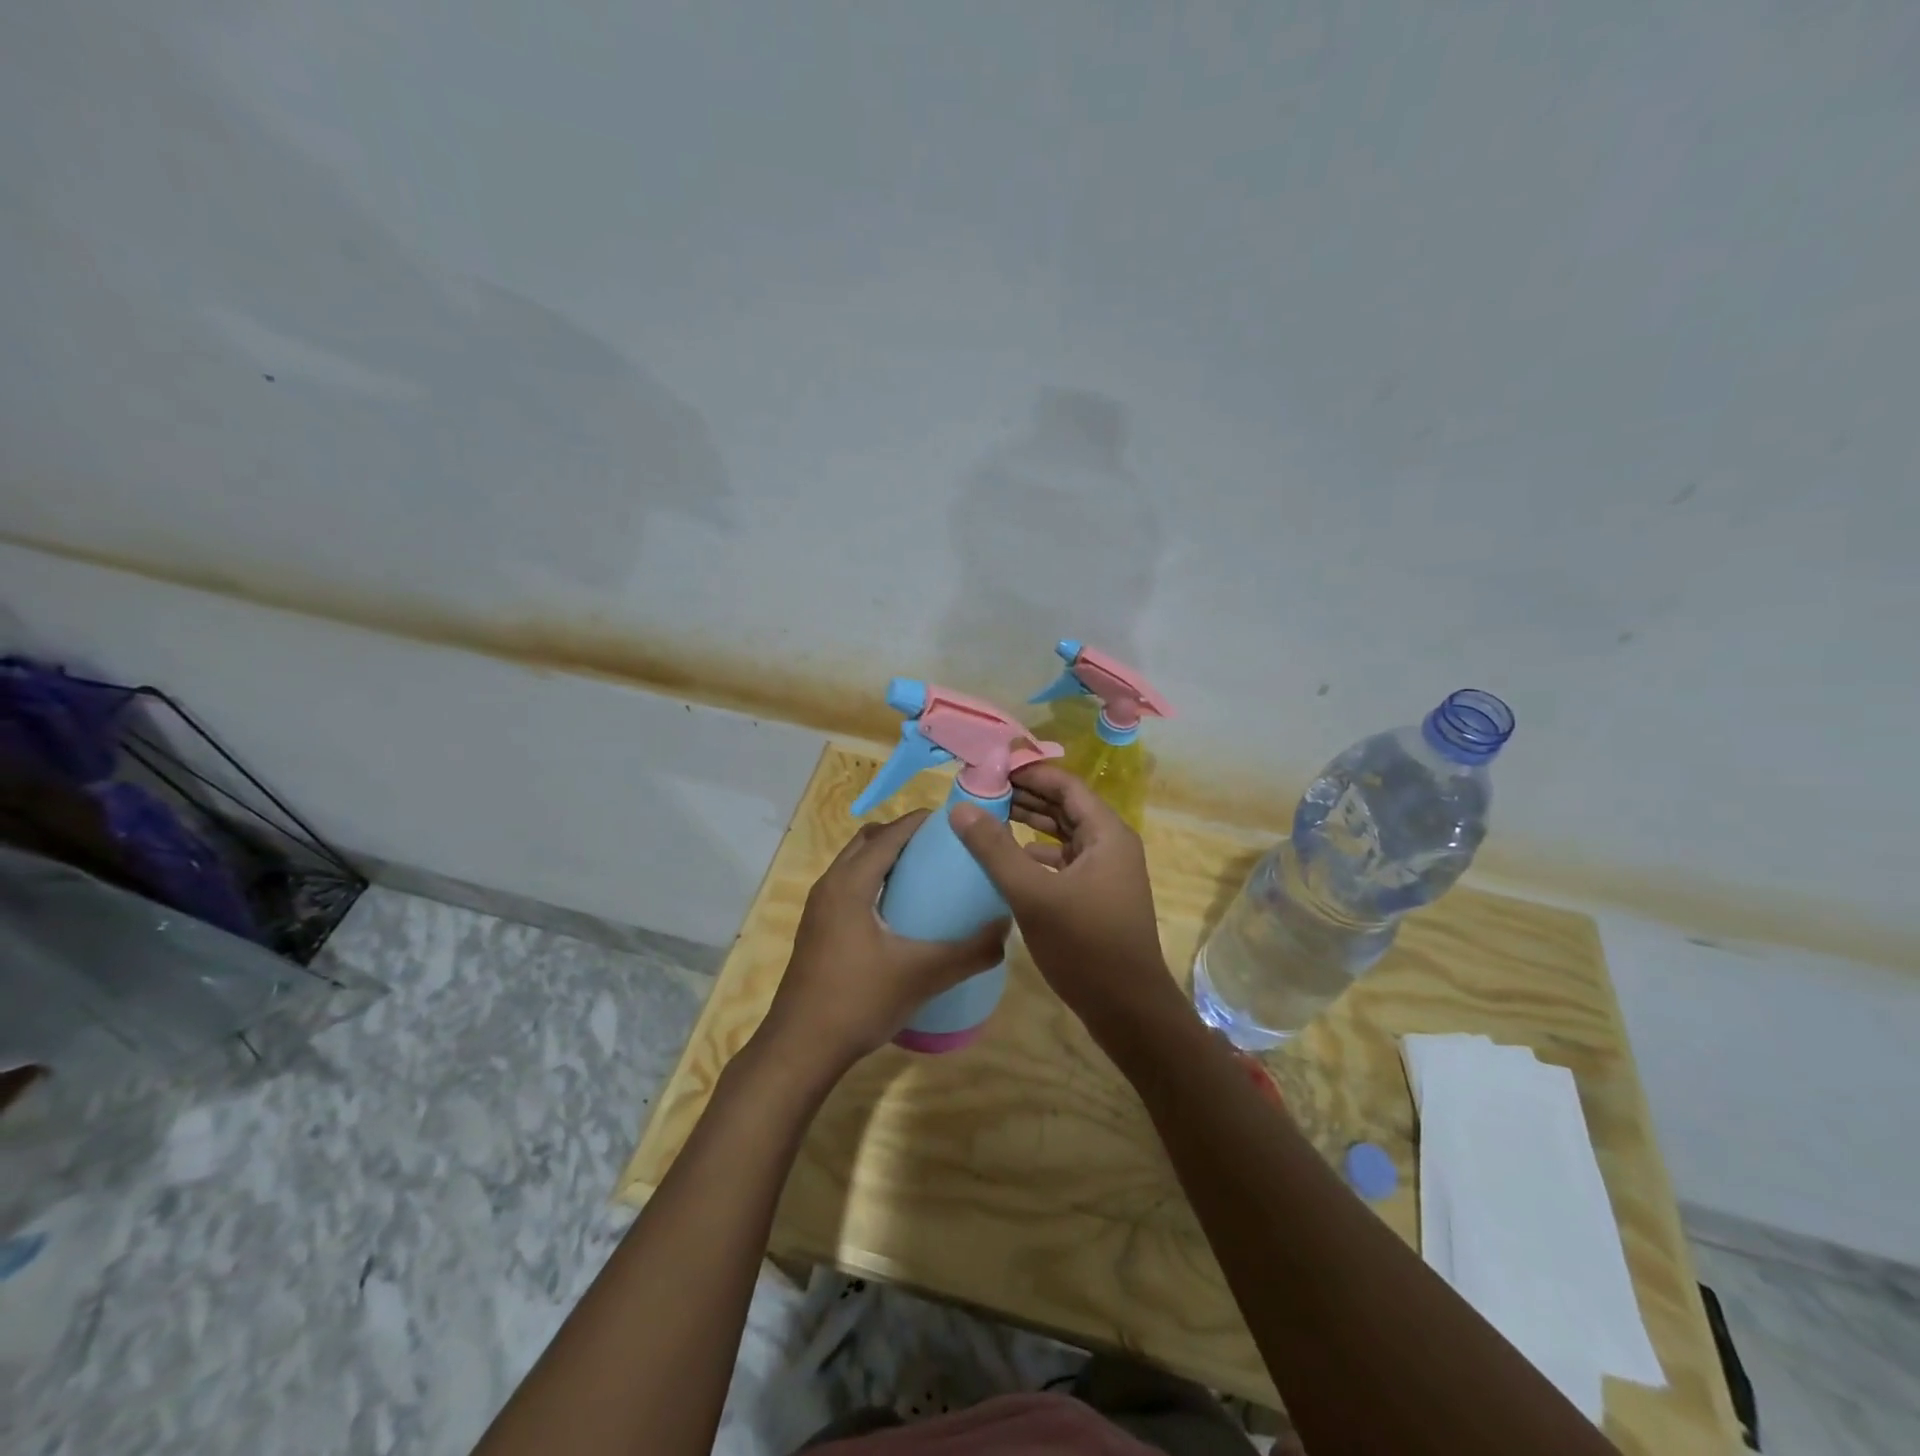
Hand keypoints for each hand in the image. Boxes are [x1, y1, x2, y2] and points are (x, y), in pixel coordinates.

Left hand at [760, 810, 1008, 1075]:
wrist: (801, 1049)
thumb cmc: (859, 1000)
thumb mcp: (923, 975)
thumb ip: (969, 951)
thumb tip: (1005, 931)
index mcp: (850, 883)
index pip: (889, 834)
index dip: (921, 822)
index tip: (955, 823)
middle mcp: (830, 885)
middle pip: (868, 841)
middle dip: (902, 836)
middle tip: (941, 849)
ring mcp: (819, 909)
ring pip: (854, 865)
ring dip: (886, 860)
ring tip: (925, 877)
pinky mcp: (817, 930)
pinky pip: (849, 887)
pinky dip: (874, 883)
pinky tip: (900, 914)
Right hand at [949, 765, 1179, 1033]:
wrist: (1128, 1009)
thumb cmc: (1085, 945)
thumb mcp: (1034, 894)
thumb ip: (996, 850)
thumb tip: (961, 808)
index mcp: (1107, 833)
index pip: (1066, 785)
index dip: (1030, 772)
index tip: (991, 767)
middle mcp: (1111, 845)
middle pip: (1065, 807)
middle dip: (1026, 796)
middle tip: (982, 789)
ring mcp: (1105, 872)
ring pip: (1063, 835)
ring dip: (1030, 824)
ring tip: (988, 817)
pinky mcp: (1096, 896)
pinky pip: (1063, 862)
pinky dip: (1036, 855)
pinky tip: (1008, 861)